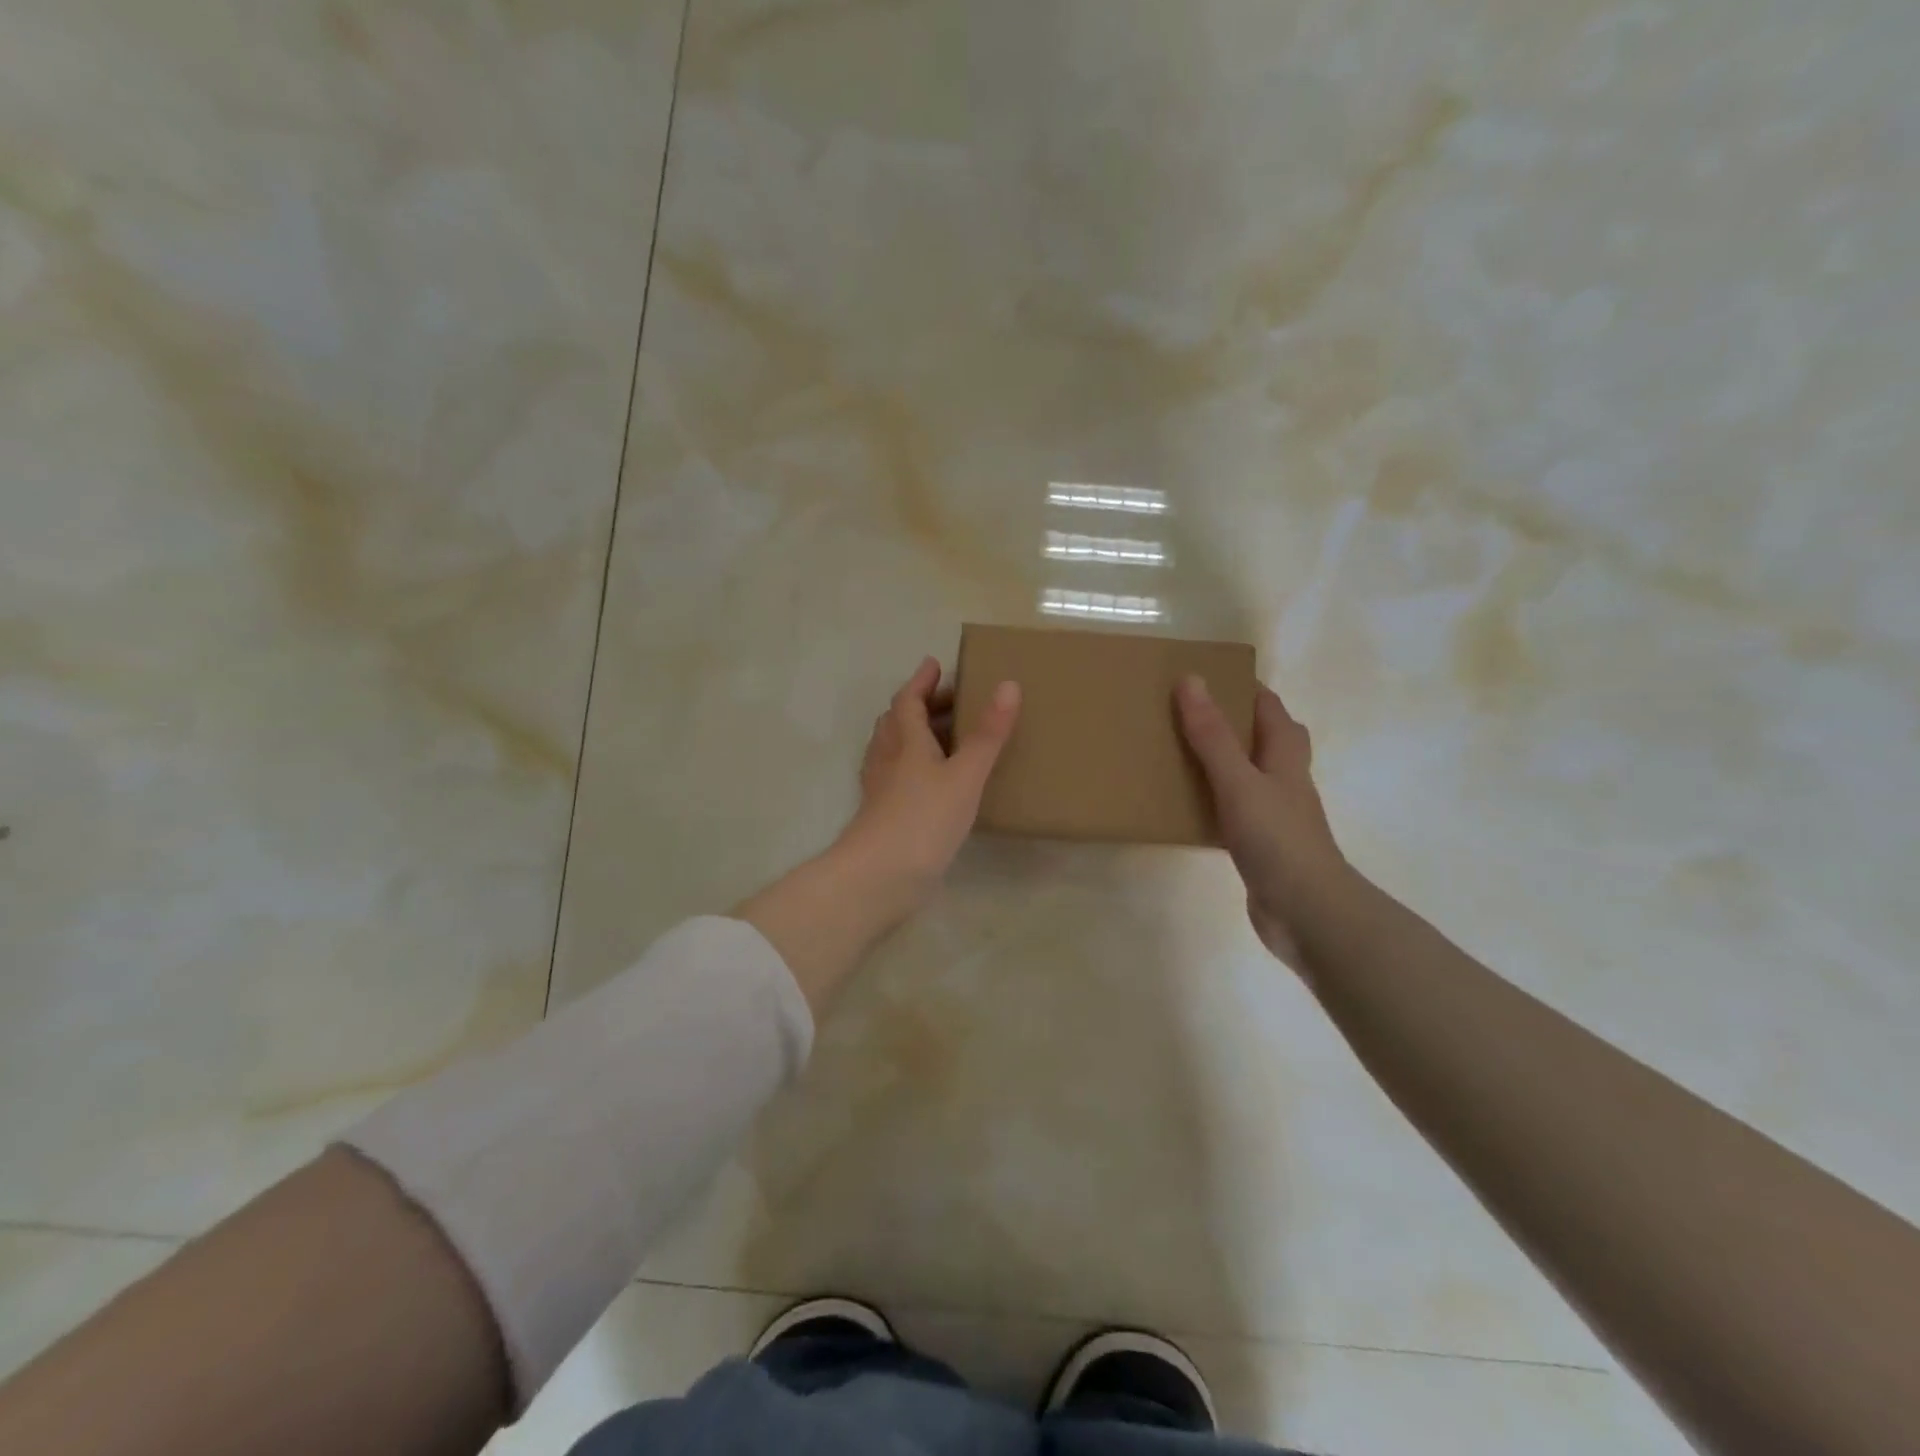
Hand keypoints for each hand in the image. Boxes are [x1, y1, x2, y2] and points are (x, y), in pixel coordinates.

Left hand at [835, 656, 1021, 914]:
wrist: (880, 876)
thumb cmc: (924, 818)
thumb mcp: (965, 774)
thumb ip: (988, 734)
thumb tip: (1008, 684)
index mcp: (905, 741)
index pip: (908, 700)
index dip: (921, 681)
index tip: (934, 664)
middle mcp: (888, 758)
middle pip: (897, 722)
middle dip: (921, 705)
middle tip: (950, 700)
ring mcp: (881, 788)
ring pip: (893, 749)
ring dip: (914, 735)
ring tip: (941, 736)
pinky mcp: (882, 814)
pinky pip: (896, 776)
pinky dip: (912, 766)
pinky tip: (930, 782)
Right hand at [1176, 675, 1347, 967]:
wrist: (1306, 911)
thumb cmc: (1277, 838)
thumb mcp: (1238, 781)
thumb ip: (1212, 735)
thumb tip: (1191, 680)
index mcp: (1286, 757)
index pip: (1270, 709)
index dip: (1245, 688)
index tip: (1208, 676)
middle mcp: (1285, 780)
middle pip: (1266, 739)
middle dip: (1235, 723)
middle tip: (1192, 715)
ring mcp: (1276, 815)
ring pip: (1249, 775)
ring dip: (1222, 762)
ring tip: (1181, 754)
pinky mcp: (1262, 845)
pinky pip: (1235, 810)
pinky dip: (1214, 801)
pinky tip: (1189, 808)